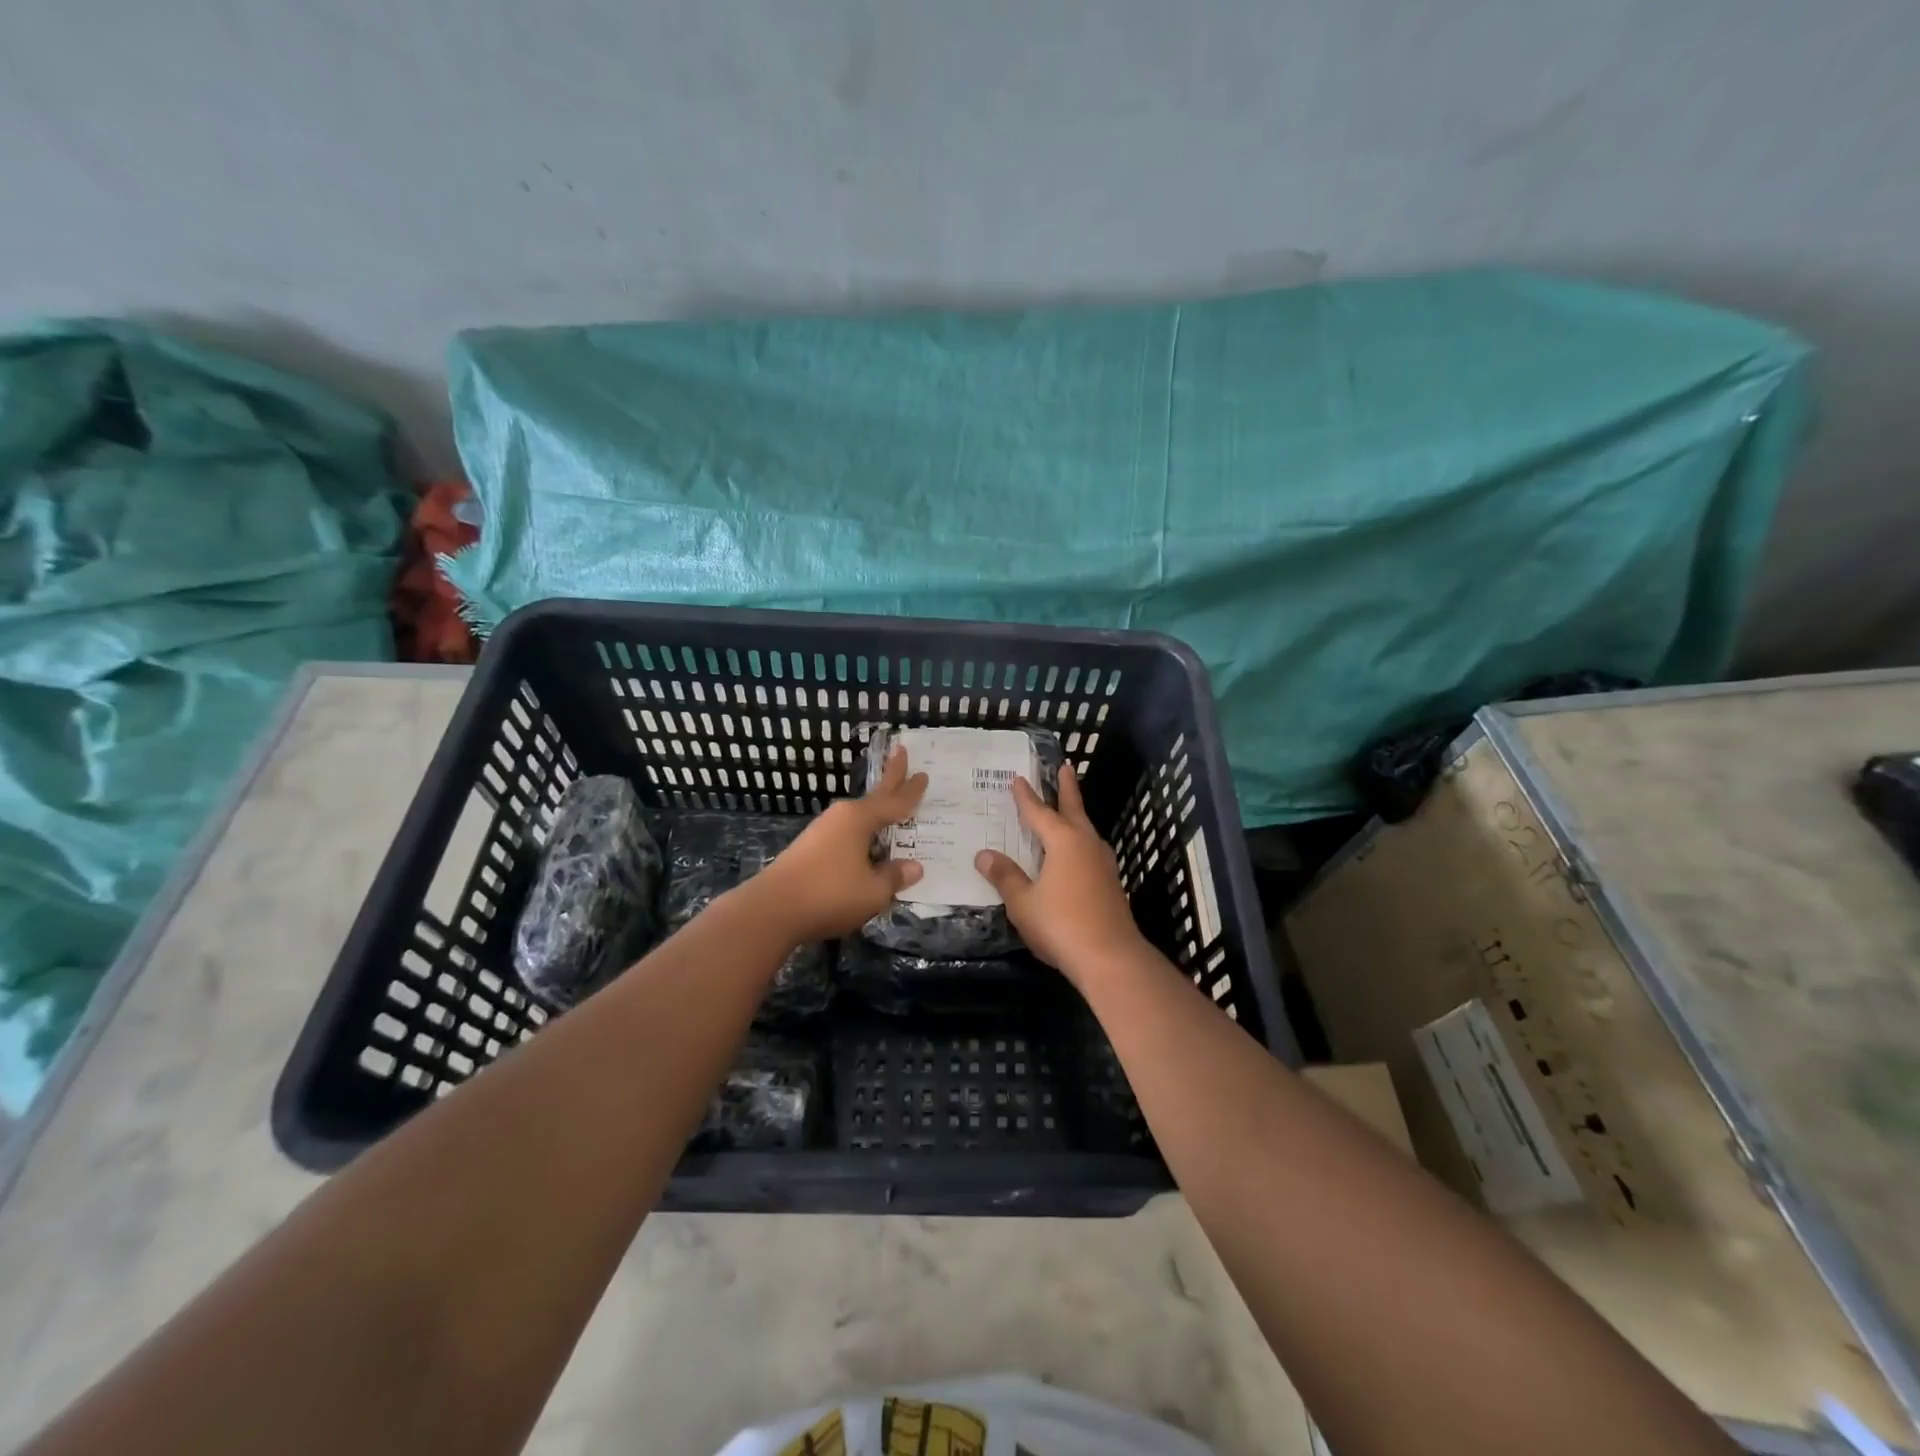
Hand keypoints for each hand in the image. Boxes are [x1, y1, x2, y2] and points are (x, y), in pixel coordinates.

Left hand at [752, 746, 927, 942]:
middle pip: (874, 796)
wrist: (771, 910)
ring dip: (875, 812)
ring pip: (858, 818)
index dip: (912, 791)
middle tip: (901, 751)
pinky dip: (862, 835)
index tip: (924, 774)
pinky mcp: (810, 849)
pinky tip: (866, 847)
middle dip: (891, 776)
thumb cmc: (829, 894)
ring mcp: (822, 832)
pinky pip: (846, 835)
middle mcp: (841, 817)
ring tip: (891, 812)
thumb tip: (914, 867)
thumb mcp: (873, 891)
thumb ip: (894, 877)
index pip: (894, 802)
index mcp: (859, 819)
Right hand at [975, 762, 1146, 984]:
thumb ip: (1005, 876)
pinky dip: (1080, 840)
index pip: (1040, 812)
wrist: (1110, 957)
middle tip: (1065, 767)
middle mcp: (1086, 844)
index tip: (1018, 779)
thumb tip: (984, 855)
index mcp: (1064, 841)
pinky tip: (1076, 853)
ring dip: (1076, 815)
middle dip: (1067, 789)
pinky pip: (1091, 850)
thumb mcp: (1023, 902)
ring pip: (1086, 830)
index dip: (1027, 797)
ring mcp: (1103, 864)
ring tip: (1068, 809)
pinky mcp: (1111, 883)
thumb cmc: (1061, 924)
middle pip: (1074, 810)